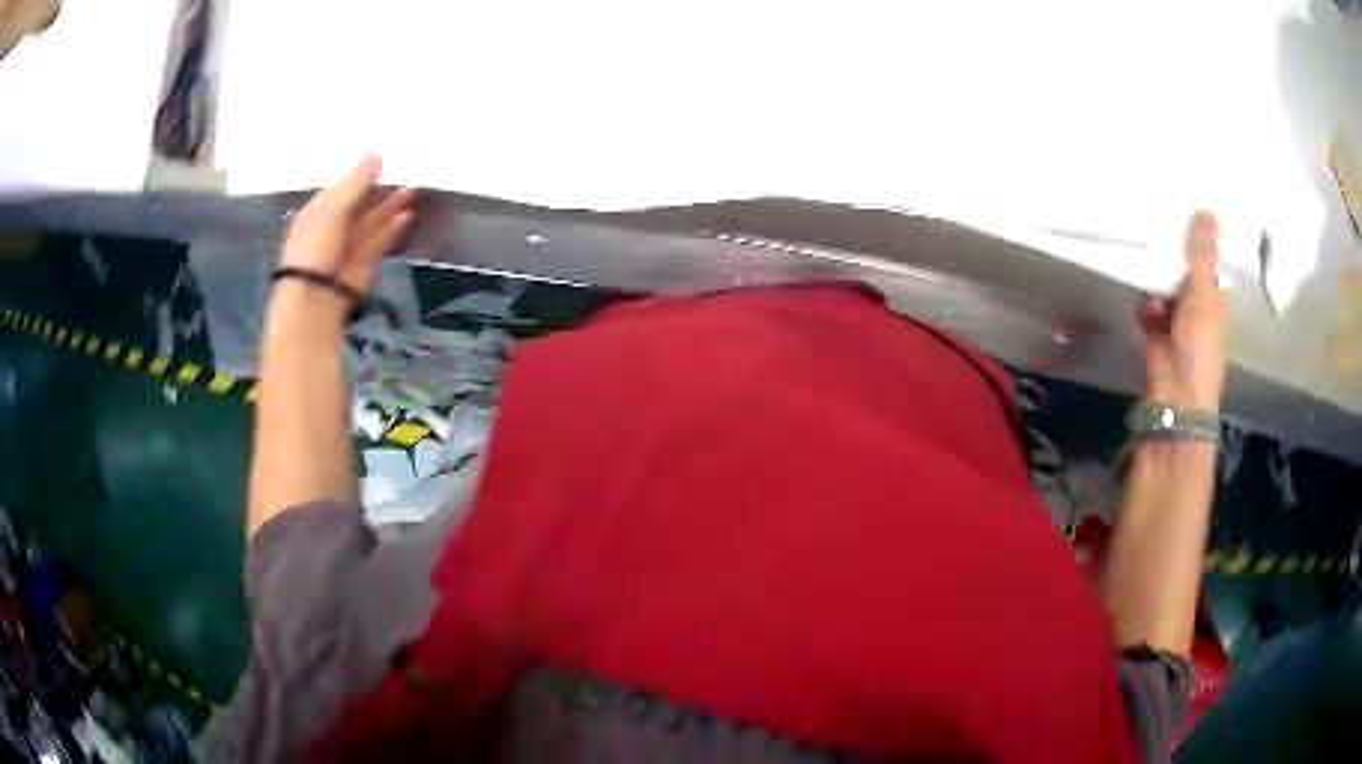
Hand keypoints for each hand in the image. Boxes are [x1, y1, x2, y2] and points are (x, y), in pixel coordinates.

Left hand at [278, 155, 415, 309]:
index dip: (361, 174)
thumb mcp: (332, 208)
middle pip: (361, 203)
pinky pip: (382, 240)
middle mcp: (335, 226)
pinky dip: (394, 228)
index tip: (385, 157)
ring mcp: (351, 245)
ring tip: (413, 187)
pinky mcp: (367, 262)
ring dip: (392, 205)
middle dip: (381, 188)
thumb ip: (357, 182)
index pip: (342, 188)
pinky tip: (408, 214)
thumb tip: (378, 155)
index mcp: (319, 211)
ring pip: (374, 220)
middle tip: (405, 169)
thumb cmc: (315, 246)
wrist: (317, 297)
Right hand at [1139, 212, 1228, 410]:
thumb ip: (1203, 253)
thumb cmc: (1200, 342)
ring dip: (1156, 284)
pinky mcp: (1156, 330)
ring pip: (1163, 287)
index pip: (1207, 262)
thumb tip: (1209, 209)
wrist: (1177, 391)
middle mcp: (1198, 306)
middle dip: (1172, 258)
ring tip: (1154, 282)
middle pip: (1183, 271)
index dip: (1198, 241)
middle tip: (1158, 229)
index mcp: (1216, 297)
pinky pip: (1147, 306)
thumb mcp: (1205, 291)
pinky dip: (1146, 307)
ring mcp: (1176, 320)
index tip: (1183, 216)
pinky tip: (1147, 310)